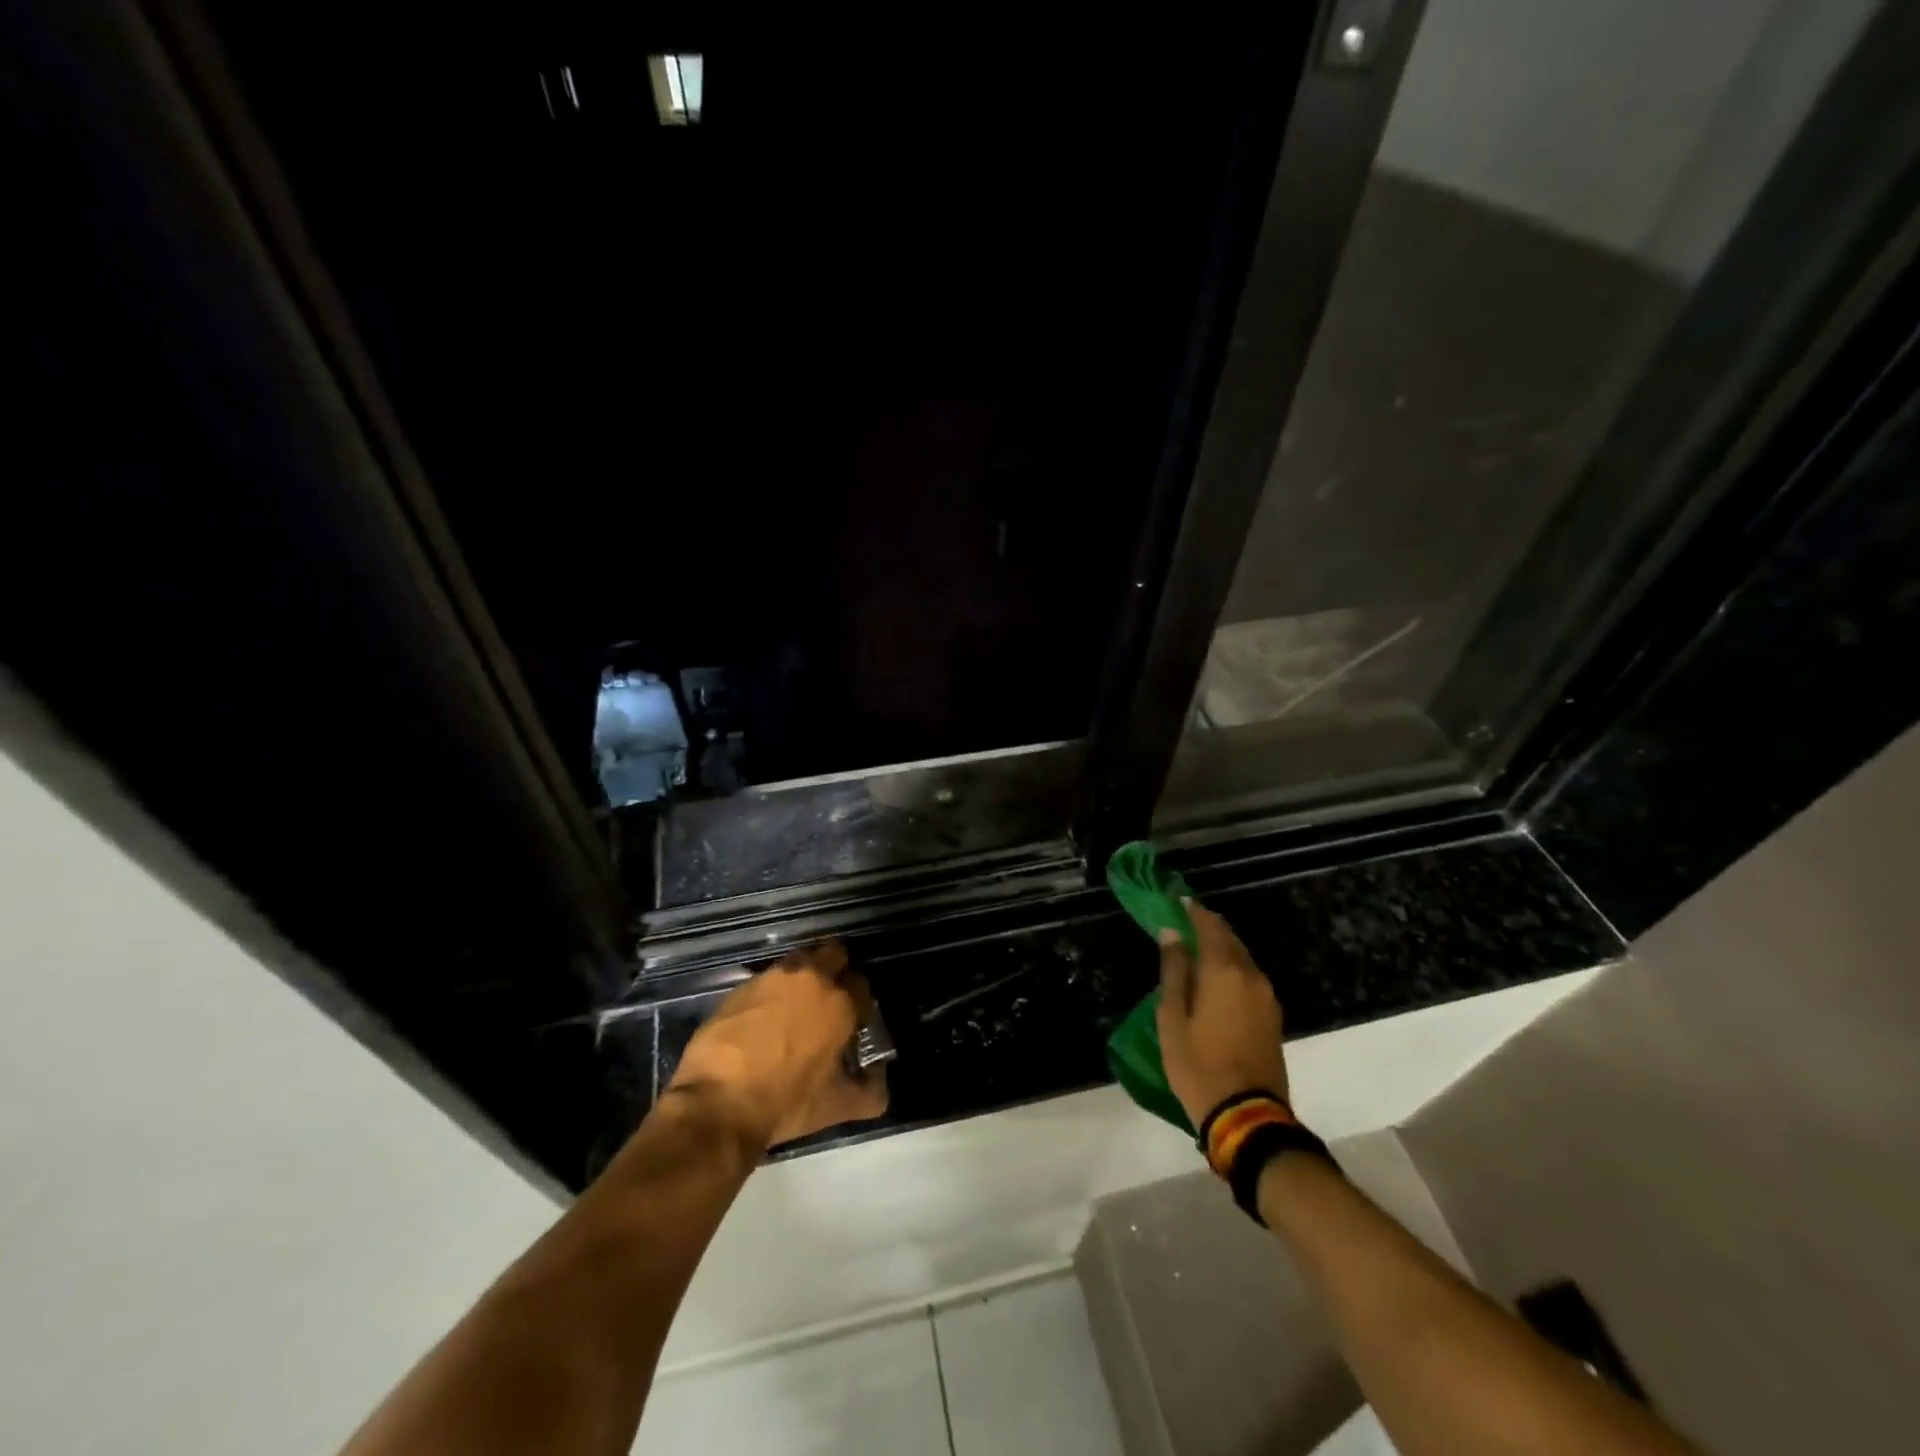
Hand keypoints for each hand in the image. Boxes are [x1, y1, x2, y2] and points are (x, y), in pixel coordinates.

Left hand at [665, 940, 888, 1152]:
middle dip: (836, 969)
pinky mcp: (740, 986)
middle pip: (833, 953)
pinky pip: (765, 980)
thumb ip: (869, 1092)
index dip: (859, 1002)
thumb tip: (879, 1083)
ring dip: (802, 977)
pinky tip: (762, 1020)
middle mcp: (810, 978)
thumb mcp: (837, 1106)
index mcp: (840, 1002)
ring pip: (798, 962)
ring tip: (794, 1009)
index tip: (853, 1021)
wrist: (718, 1102)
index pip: (861, 984)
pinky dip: (770, 993)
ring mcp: (772, 978)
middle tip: (828, 1000)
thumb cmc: (786, 1102)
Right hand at [1155, 900, 1288, 1128]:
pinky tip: (1213, 979)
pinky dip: (1230, 968)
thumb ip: (1173, 971)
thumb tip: (1172, 933)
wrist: (1247, 1117)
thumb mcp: (1173, 1017)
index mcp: (1224, 971)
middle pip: (1229, 938)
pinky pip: (1248, 978)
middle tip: (1182, 922)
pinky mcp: (1272, 1016)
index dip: (1191, 910)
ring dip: (1219, 948)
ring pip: (1241, 958)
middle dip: (1206, 926)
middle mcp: (1251, 975)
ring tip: (1194, 950)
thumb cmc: (1198, 1065)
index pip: (1209, 925)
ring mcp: (1266, 996)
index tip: (1175, 900)